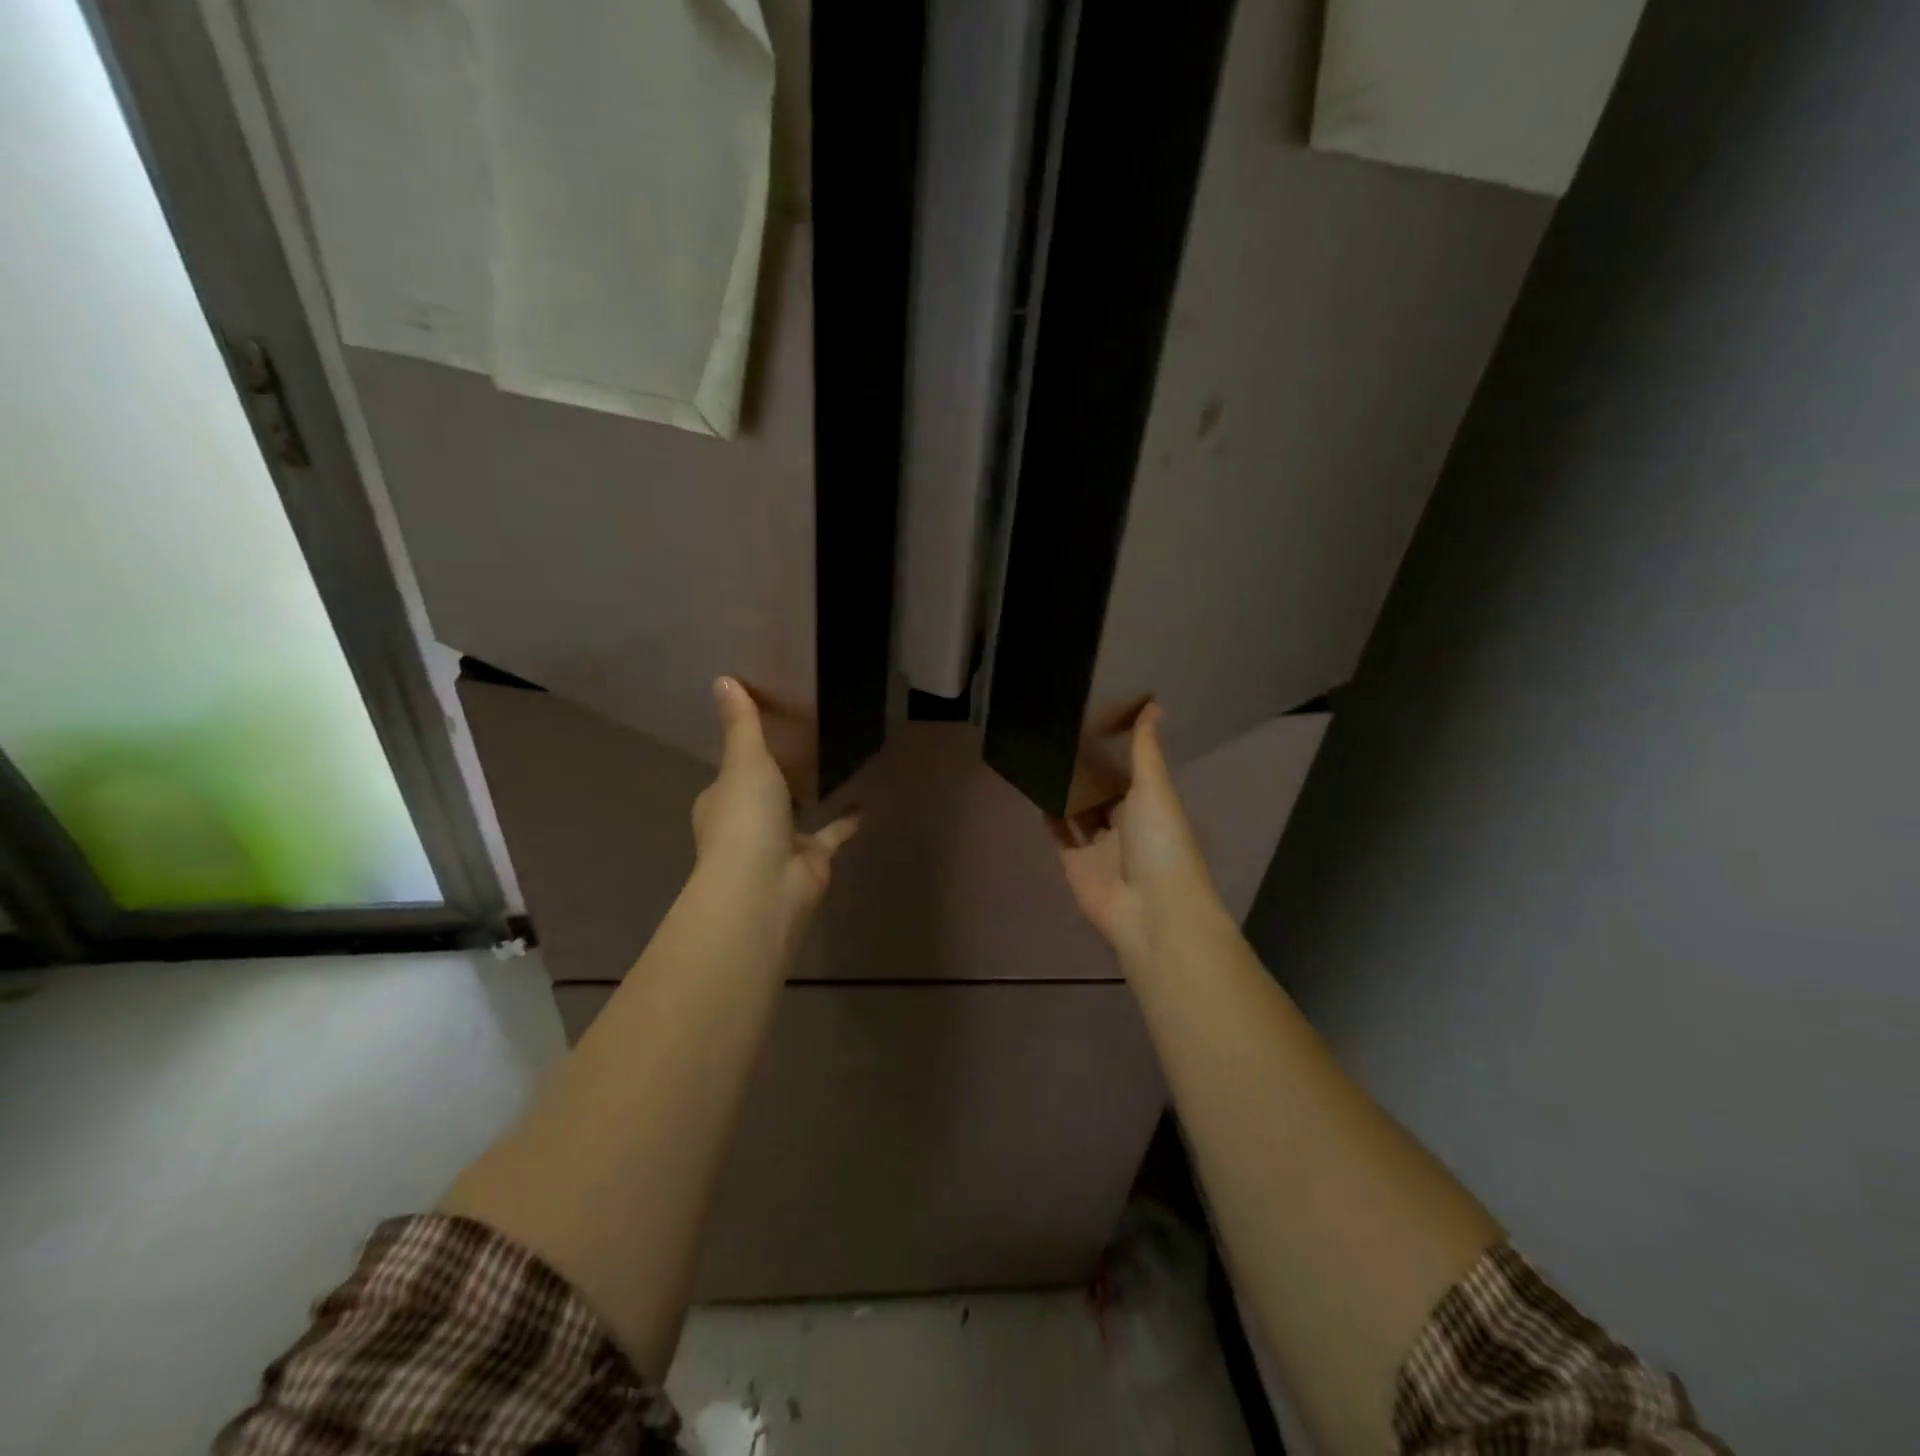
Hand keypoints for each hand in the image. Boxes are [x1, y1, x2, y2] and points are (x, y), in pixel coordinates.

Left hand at [693, 677, 857, 919]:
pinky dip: (847, 819)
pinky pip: (832, 833)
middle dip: (779, 778)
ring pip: (797, 815)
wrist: (765, 885)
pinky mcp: (813, 859)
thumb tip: (722, 677)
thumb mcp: (744, 761)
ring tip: (835, 764)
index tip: (762, 732)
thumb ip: (742, 723)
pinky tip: (867, 797)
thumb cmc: (745, 818)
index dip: (742, 755)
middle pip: (763, 795)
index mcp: (721, 802)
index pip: (729, 775)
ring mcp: (780, 844)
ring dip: (811, 797)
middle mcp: (747, 823)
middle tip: (806, 743)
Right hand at [1055, 703, 1224, 964]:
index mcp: (1150, 804)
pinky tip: (1034, 789)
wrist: (1150, 909)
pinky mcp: (1075, 863)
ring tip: (1041, 755)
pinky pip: (1060, 834)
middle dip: (1086, 768)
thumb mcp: (1155, 789)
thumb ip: (1146, 750)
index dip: (1115, 748)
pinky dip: (1049, 816)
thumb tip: (1154, 703)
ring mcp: (1099, 845)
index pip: (1130, 771)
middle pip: (1102, 790)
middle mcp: (1125, 823)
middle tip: (1058, 732)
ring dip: (1065, 790)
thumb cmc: (1160, 842)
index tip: (1093, 716)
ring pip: (1079, 811)